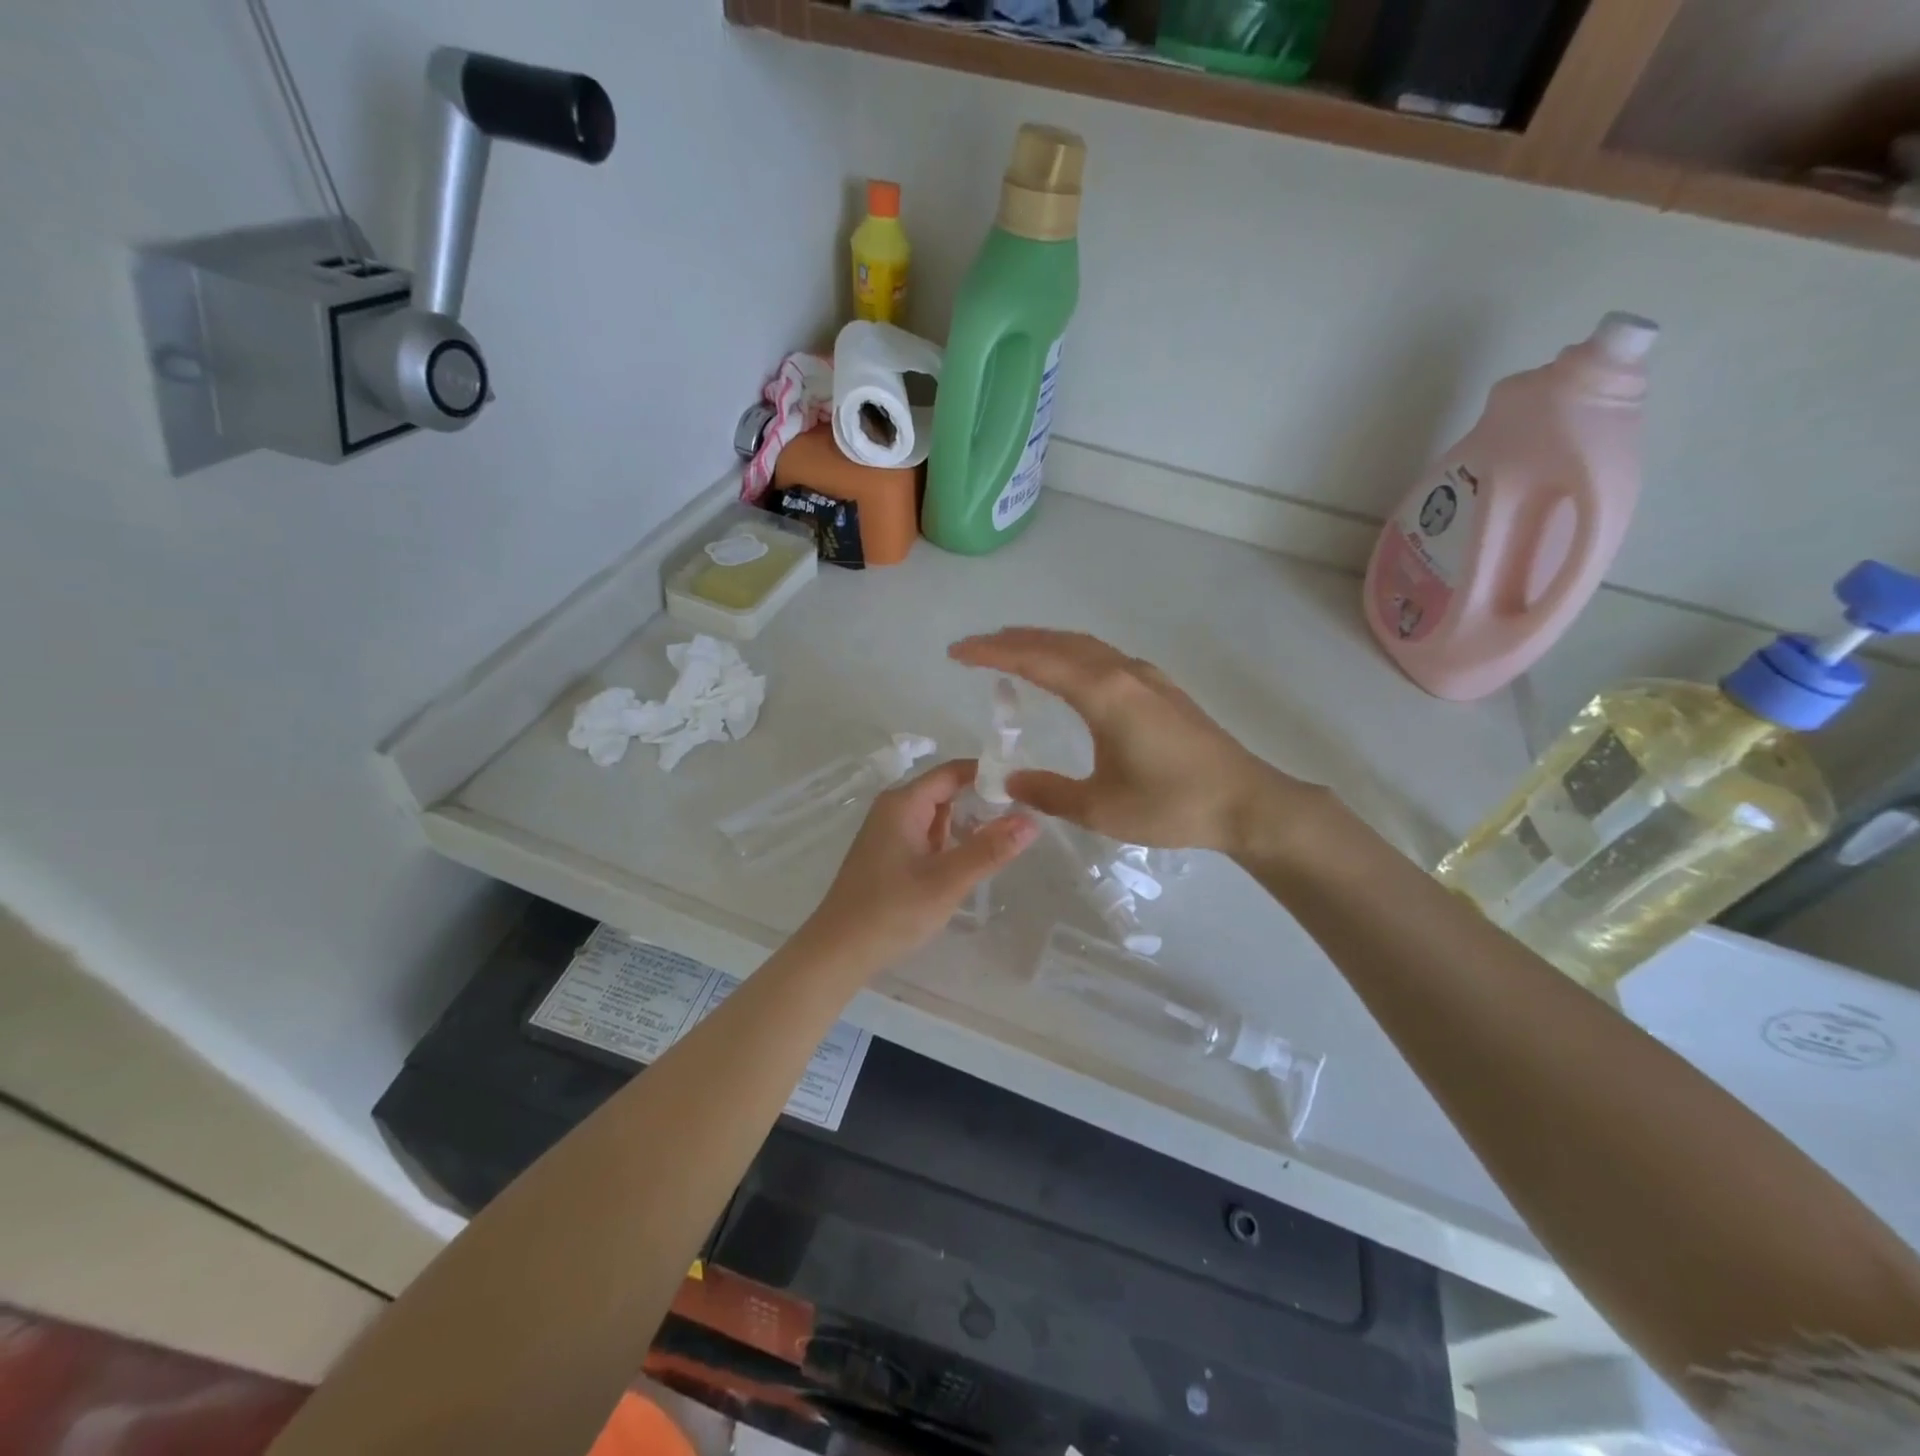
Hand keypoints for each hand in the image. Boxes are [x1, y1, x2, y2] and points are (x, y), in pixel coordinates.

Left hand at [798, 758, 1039, 974]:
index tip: (1024, 789)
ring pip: (938, 815)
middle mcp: (894, 809)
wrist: (838, 951)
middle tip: (1022, 819)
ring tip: (1004, 841)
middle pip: (946, 791)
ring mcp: (889, 831)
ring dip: (967, 825)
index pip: (953, 771)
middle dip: (982, 802)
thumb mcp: (947, 881)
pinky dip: (950, 842)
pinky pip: (927, 835)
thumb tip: (1031, 820)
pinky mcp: (888, 853)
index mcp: (903, 803)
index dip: (988, 774)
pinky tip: (970, 861)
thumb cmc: (891, 912)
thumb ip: (990, 850)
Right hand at [949, 628, 1316, 856]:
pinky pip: (1103, 656)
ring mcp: (1145, 677)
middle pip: (1058, 643)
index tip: (957, 652)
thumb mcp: (1101, 808)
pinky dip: (1071, 653)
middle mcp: (1123, 673)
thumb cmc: (1173, 805)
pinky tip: (1067, 670)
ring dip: (1043, 642)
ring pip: (1083, 645)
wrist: (1247, 802)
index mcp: (1104, 694)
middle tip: (974, 647)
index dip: (993, 653)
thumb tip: (1009, 780)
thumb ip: (1049, 792)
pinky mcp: (1160, 688)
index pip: (1036, 661)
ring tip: (1010, 649)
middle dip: (1012, 640)